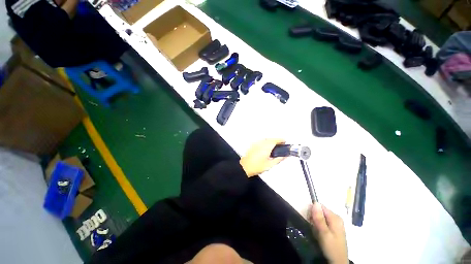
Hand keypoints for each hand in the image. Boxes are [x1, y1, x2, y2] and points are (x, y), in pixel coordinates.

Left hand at [239, 139, 285, 176]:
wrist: (245, 167)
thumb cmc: (256, 166)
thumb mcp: (270, 165)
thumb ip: (278, 159)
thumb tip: (284, 156)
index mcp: (266, 148)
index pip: (275, 140)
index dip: (280, 140)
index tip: (284, 141)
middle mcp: (261, 144)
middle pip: (270, 139)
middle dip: (276, 140)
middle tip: (280, 143)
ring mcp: (256, 144)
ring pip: (265, 139)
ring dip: (270, 140)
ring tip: (274, 145)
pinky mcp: (253, 145)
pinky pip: (261, 141)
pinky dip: (265, 141)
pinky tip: (266, 146)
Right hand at [310, 203, 347, 263]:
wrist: (338, 261)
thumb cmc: (331, 247)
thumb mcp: (324, 233)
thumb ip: (319, 218)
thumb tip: (315, 202)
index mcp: (335, 217)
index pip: (320, 206)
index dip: (313, 211)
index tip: (310, 219)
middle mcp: (336, 218)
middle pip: (320, 211)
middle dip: (314, 217)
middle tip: (313, 226)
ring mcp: (335, 223)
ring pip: (320, 217)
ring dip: (315, 222)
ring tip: (315, 231)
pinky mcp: (333, 228)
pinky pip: (323, 222)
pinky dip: (318, 226)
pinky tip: (318, 233)